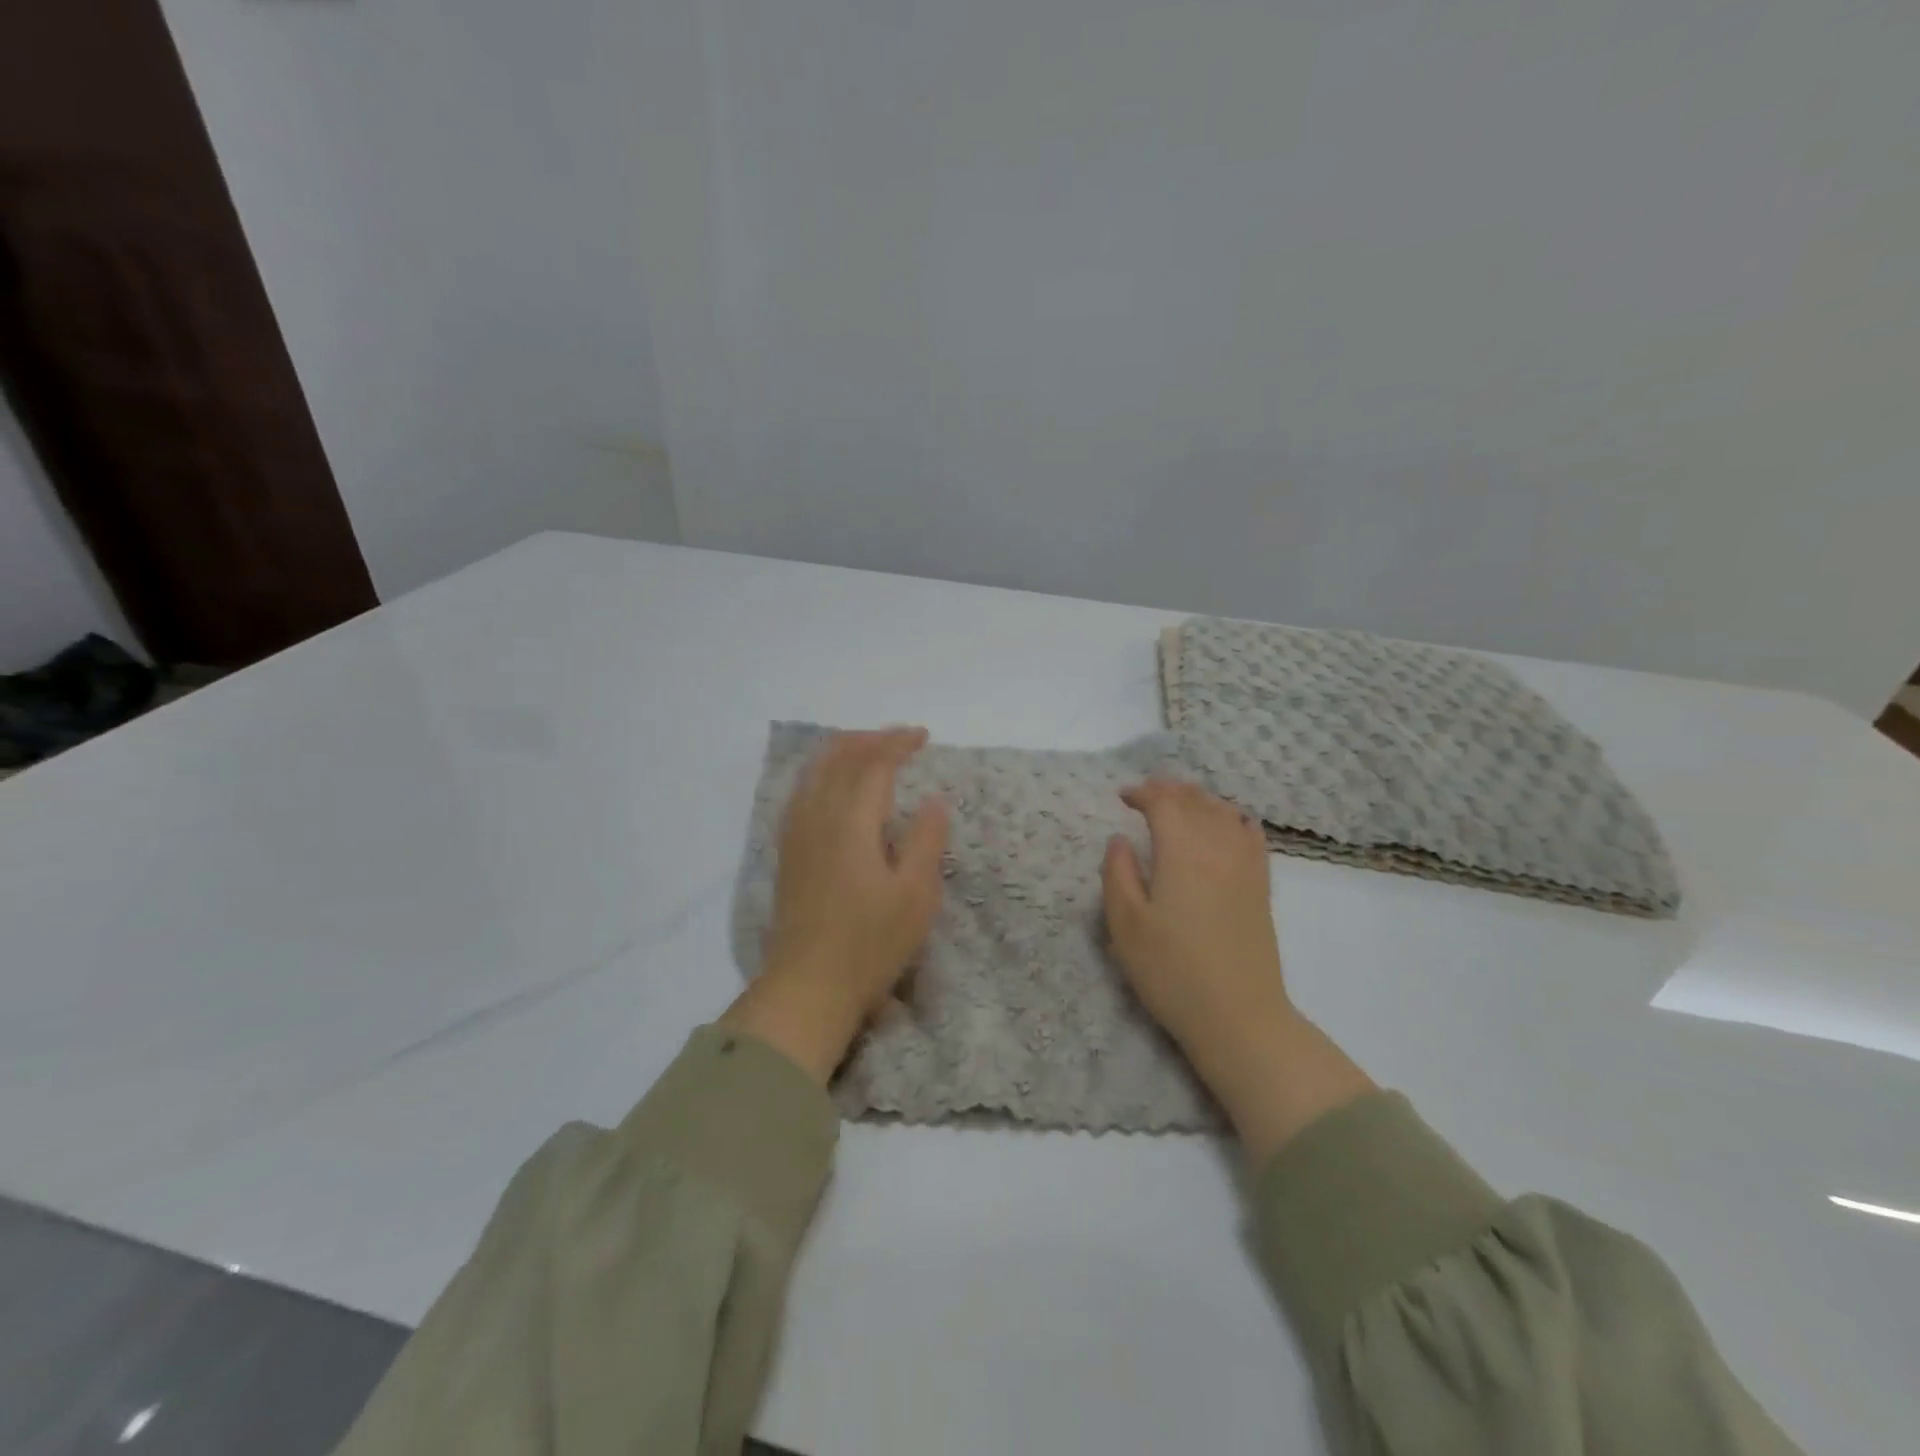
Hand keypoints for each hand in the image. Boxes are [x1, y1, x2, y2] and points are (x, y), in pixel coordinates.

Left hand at [724, 727, 948, 1083]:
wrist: (807, 986)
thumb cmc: (870, 943)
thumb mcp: (916, 895)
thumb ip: (927, 840)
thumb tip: (934, 800)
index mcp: (852, 821)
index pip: (874, 764)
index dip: (898, 743)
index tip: (922, 736)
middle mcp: (818, 816)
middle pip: (839, 758)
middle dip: (870, 740)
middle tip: (900, 739)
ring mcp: (796, 833)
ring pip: (815, 771)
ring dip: (843, 751)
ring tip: (868, 751)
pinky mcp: (787, 852)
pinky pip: (802, 791)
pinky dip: (822, 773)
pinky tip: (832, 785)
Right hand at [1101, 780, 1289, 1054]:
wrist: (1239, 1017)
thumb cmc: (1172, 971)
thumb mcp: (1125, 925)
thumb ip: (1117, 874)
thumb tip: (1119, 840)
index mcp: (1181, 852)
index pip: (1164, 803)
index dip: (1143, 793)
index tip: (1122, 797)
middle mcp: (1218, 848)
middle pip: (1196, 801)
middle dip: (1170, 789)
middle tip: (1147, 791)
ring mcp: (1245, 866)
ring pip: (1224, 813)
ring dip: (1200, 799)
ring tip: (1181, 800)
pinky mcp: (1261, 887)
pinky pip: (1251, 835)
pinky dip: (1235, 818)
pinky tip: (1229, 821)